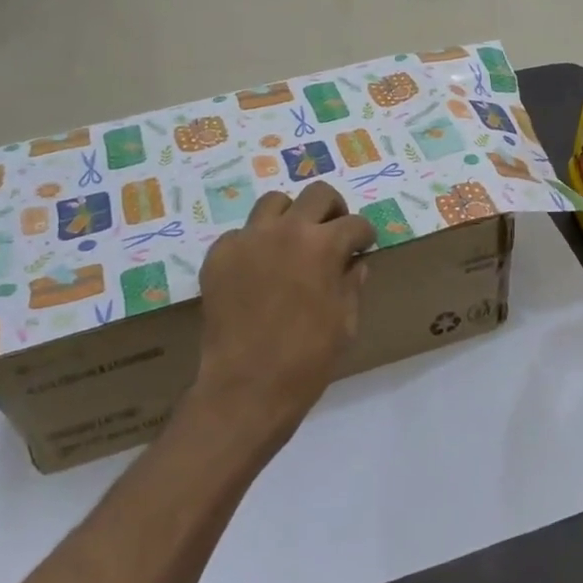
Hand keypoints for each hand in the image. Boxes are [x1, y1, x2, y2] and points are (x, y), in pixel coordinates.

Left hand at [185, 181, 377, 458]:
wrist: (247, 387)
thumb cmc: (308, 359)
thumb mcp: (345, 323)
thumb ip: (351, 284)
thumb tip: (354, 264)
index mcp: (324, 246)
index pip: (355, 223)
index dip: (364, 235)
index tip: (362, 246)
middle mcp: (286, 230)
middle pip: (317, 194)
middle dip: (332, 210)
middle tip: (333, 233)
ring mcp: (248, 239)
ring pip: (273, 203)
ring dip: (290, 217)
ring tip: (292, 242)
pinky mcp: (219, 255)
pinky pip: (241, 234)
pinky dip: (255, 244)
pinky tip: (258, 271)